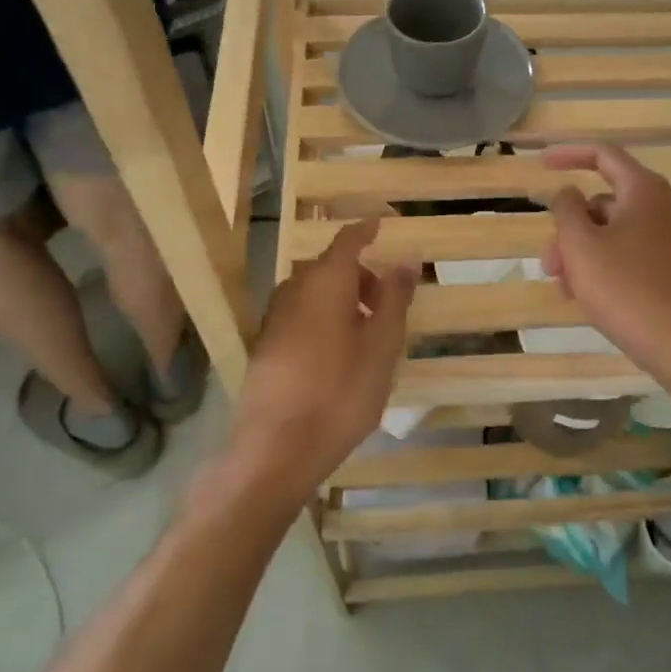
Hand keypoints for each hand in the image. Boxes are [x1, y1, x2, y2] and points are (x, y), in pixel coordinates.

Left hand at [226, 217, 416, 510]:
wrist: (276, 449)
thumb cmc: (340, 393)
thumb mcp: (382, 346)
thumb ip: (394, 298)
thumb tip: (405, 260)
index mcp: (325, 282)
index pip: (347, 240)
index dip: (367, 229)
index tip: (385, 222)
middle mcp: (293, 290)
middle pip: (330, 268)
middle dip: (360, 274)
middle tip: (388, 299)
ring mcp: (274, 318)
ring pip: (314, 292)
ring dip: (342, 298)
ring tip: (368, 332)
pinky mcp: (265, 345)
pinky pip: (301, 314)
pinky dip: (323, 317)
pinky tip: (338, 353)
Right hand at [541, 144, 670, 381]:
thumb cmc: (627, 290)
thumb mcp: (581, 246)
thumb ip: (567, 209)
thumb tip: (569, 193)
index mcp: (645, 190)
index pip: (604, 155)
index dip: (569, 155)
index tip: (540, 165)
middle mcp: (666, 207)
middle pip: (605, 203)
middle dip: (570, 229)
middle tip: (550, 264)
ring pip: (616, 233)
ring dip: (584, 253)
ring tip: (567, 290)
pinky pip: (633, 254)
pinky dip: (607, 266)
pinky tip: (591, 299)